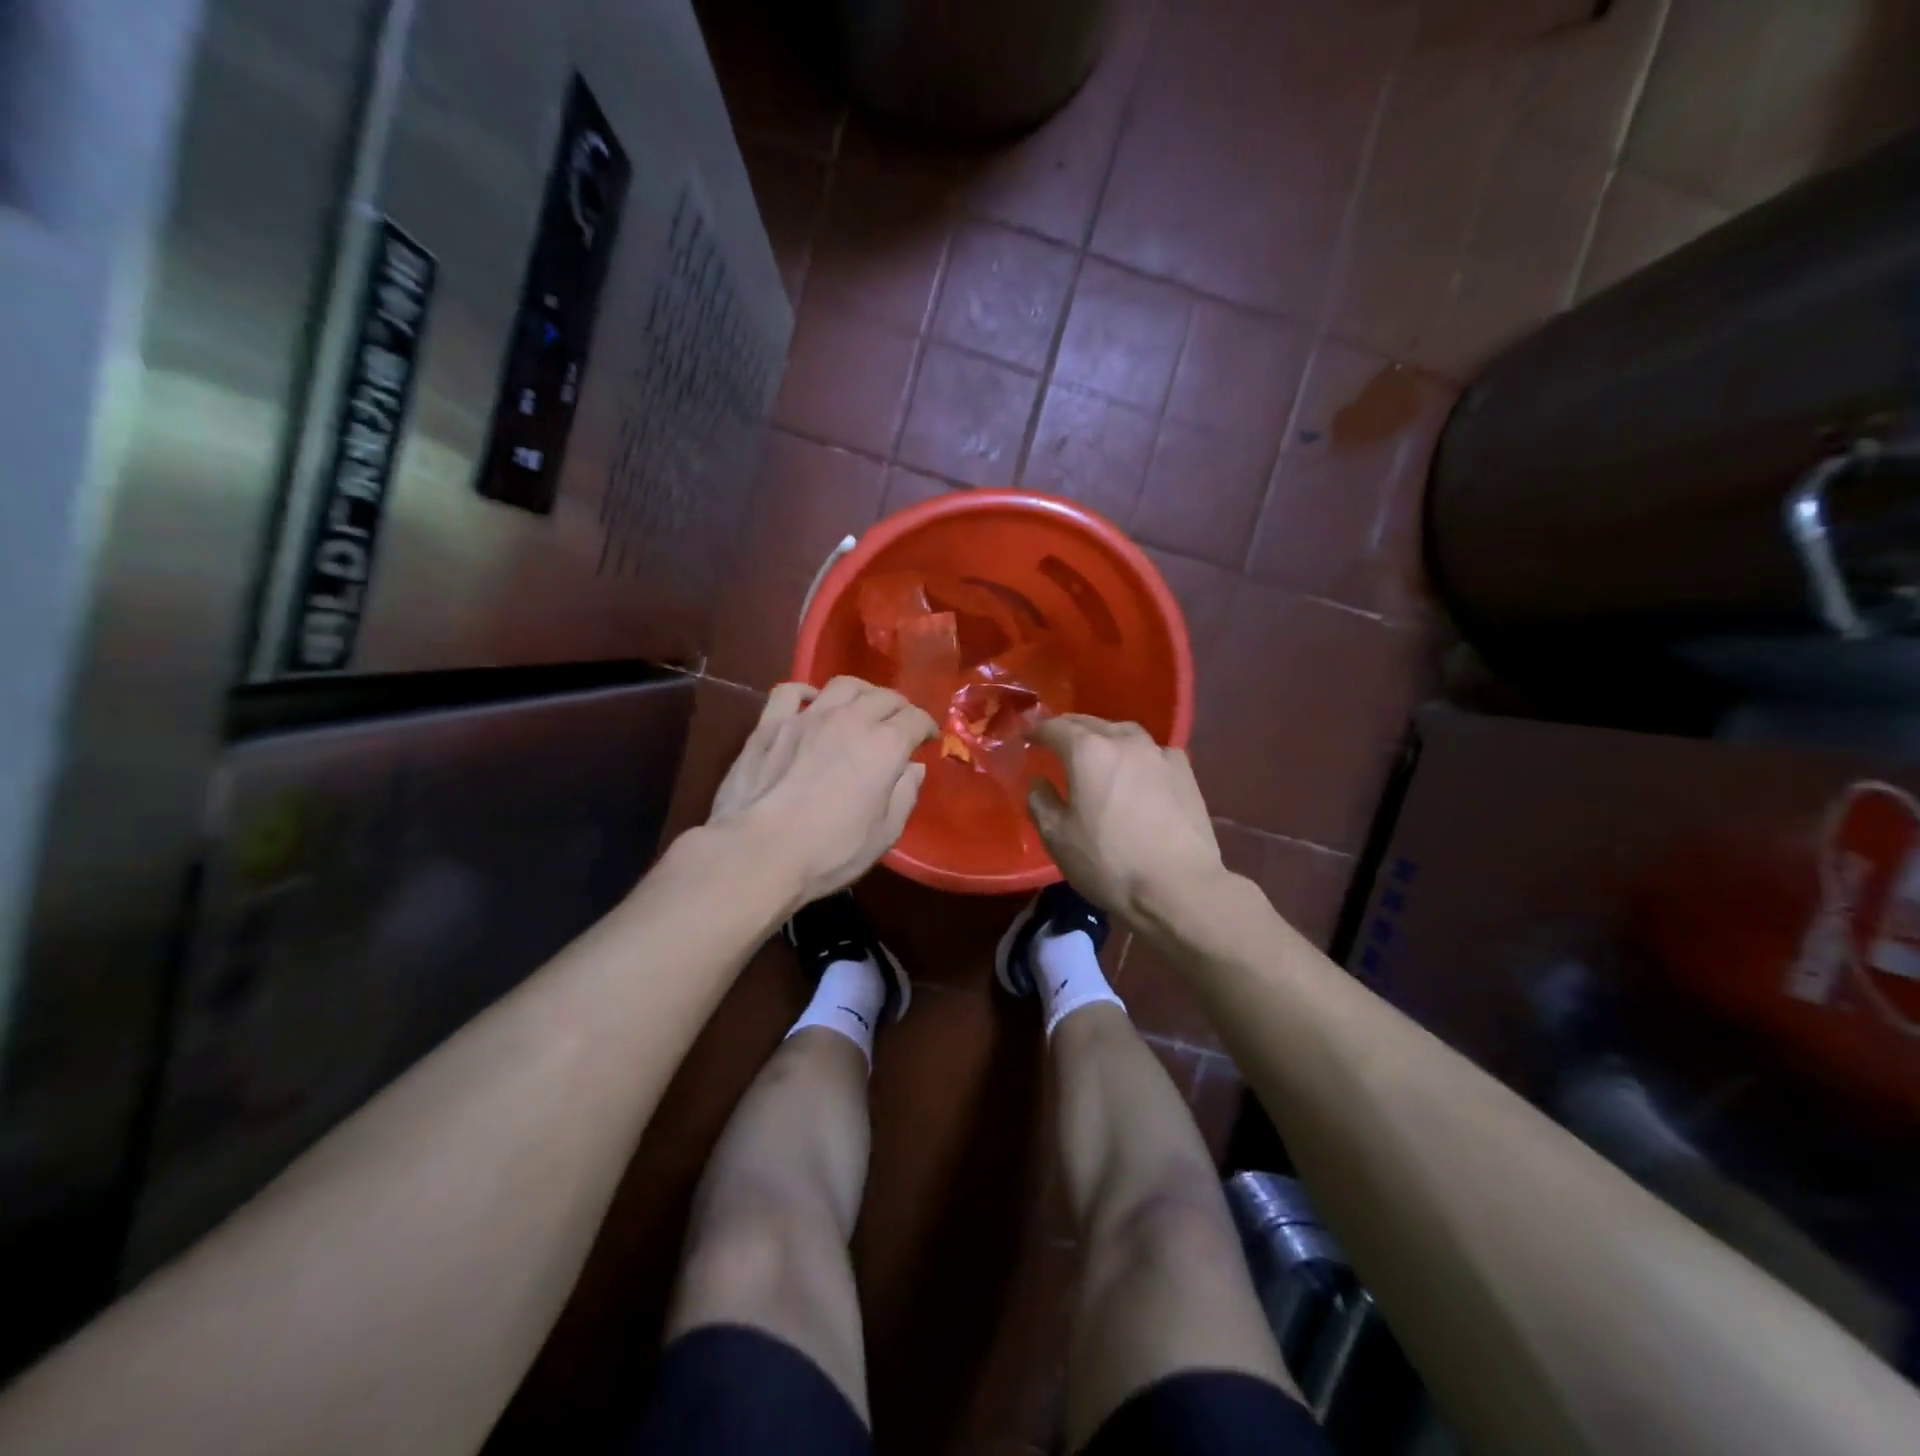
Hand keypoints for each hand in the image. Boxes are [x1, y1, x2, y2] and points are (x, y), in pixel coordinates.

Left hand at [710, 676, 937, 906]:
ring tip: (862, 706)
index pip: (916, 719)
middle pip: (883, 696)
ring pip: (843, 685)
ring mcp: (808, 716)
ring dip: (861, 692)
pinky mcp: (771, 724)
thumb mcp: (884, 834)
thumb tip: (913, 769)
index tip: (927, 739)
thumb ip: (904, 795)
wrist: (760, 852)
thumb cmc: (830, 851)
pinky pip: (790, 691)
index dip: (926, 727)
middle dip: (898, 707)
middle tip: (899, 723)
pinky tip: (811, 703)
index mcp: (885, 745)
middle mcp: (851, 719)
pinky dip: (806, 692)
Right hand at [1026, 715, 1225, 919]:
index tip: (1027, 738)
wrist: (1179, 887)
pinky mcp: (1185, 772)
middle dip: (1070, 729)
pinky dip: (1137, 754)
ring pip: (1124, 732)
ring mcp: (1159, 754)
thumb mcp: (1058, 838)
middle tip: (1056, 740)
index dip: (1037, 731)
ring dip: (1105, 736)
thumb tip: (1039, 782)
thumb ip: (1041, 802)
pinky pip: (1153, 751)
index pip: (1055, 728)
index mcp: (1087, 752)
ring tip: (1097, 751)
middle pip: (1090, 723)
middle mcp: (1124, 741)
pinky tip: (1137, 770)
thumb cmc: (1109, 863)